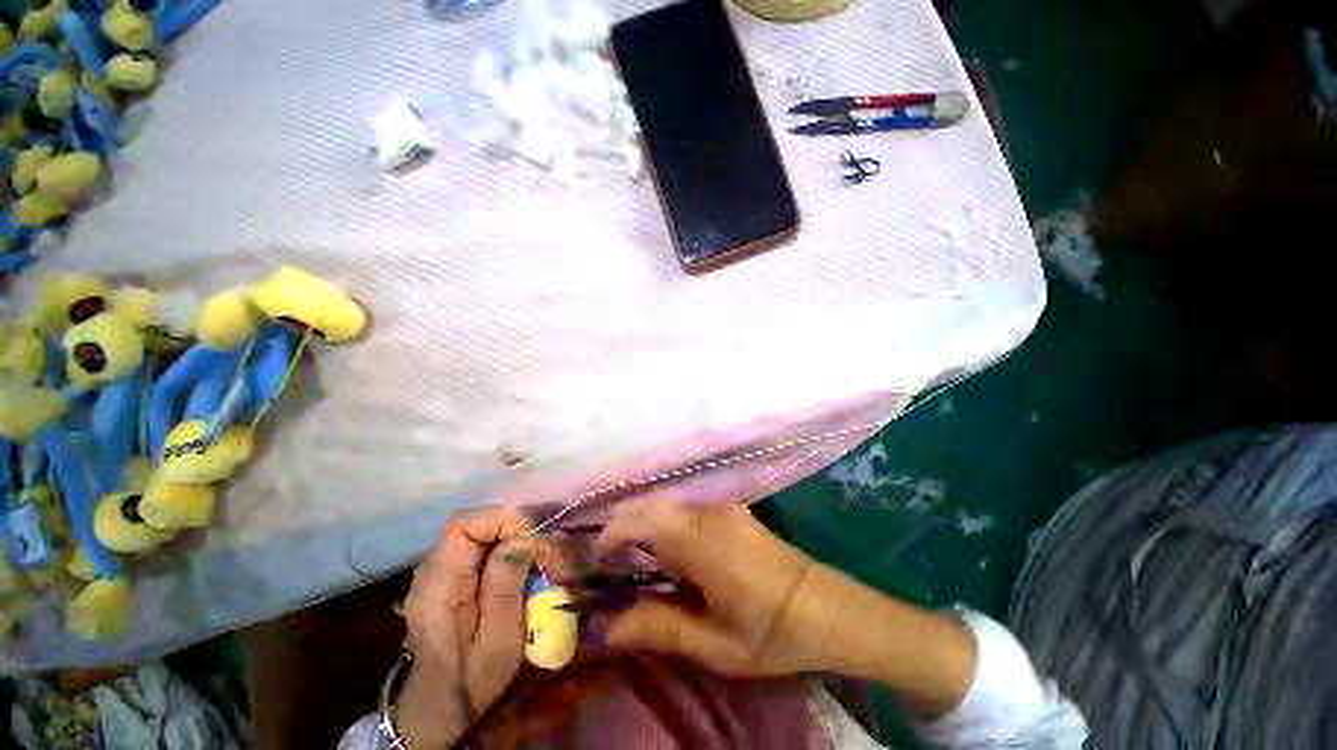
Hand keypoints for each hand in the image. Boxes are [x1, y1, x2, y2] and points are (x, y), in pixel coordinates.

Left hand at [396, 508, 535, 748]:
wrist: (440, 708)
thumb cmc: (472, 682)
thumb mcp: (499, 642)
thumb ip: (506, 589)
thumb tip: (522, 541)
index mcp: (437, 587)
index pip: (463, 524)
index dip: (502, 521)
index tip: (532, 542)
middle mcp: (431, 571)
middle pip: (474, 524)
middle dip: (514, 530)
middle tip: (541, 555)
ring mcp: (438, 572)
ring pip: (479, 533)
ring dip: (512, 540)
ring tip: (534, 564)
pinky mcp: (448, 576)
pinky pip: (479, 547)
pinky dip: (505, 550)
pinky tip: (519, 572)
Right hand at [594, 502, 976, 716]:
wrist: (828, 609)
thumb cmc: (773, 632)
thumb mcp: (715, 644)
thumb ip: (661, 628)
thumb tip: (609, 627)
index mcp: (704, 542)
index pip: (645, 521)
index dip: (615, 532)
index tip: (597, 555)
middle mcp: (710, 514)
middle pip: (654, 509)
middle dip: (627, 529)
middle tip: (613, 565)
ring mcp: (724, 509)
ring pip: (671, 509)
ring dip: (649, 530)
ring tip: (639, 566)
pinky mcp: (733, 512)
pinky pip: (688, 513)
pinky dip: (669, 529)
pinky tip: (674, 558)